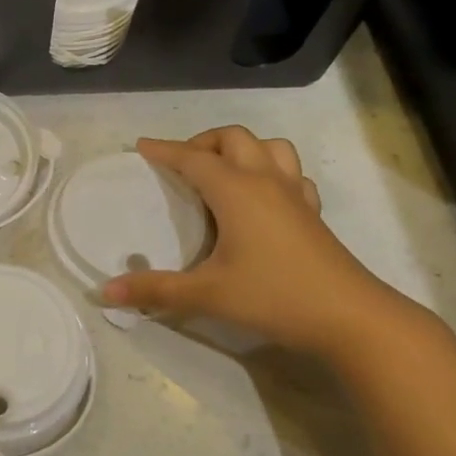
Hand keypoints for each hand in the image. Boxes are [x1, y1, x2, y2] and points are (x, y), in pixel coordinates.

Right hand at [103, 129, 411, 359]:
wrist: (349, 316)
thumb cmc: (273, 296)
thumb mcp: (207, 294)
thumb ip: (155, 290)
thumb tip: (106, 292)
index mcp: (236, 191)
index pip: (192, 159)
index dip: (165, 150)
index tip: (141, 146)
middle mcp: (265, 182)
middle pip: (233, 139)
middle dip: (203, 143)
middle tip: (181, 165)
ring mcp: (295, 195)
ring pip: (270, 148)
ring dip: (242, 149)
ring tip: (222, 172)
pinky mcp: (313, 214)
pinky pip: (292, 175)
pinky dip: (272, 172)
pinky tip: (263, 197)